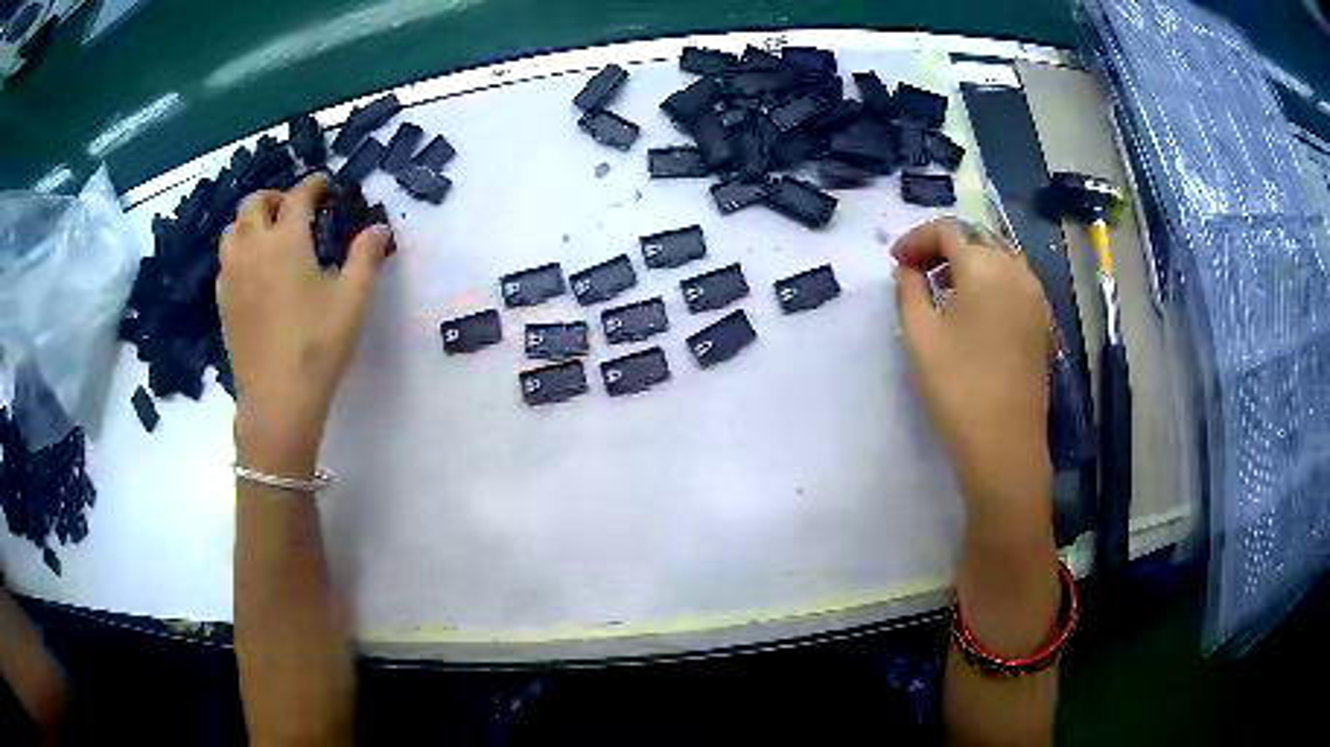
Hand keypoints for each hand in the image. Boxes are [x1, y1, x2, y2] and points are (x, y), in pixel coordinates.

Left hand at [217, 173, 391, 471]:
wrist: (277, 399)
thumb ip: (366, 256)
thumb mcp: (353, 299)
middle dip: (275, 197)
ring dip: (252, 221)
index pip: (298, 196)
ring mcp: (232, 275)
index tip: (326, 186)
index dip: (314, 185)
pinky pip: (226, 260)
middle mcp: (254, 248)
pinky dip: (240, 250)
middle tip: (294, 209)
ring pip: (233, 230)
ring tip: (270, 235)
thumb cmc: (318, 346)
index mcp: (287, 240)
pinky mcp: (223, 301)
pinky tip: (254, 270)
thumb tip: (379, 227)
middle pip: (254, 204)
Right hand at [892, 219, 1051, 510]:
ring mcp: (1034, 296)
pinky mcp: (1040, 321)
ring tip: (941, 288)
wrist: (1005, 444)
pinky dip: (988, 280)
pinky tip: (971, 308)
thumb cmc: (958, 386)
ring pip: (998, 258)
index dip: (917, 238)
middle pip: (977, 237)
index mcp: (985, 266)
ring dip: (967, 262)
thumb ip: (909, 289)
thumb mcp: (920, 334)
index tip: (895, 262)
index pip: (949, 230)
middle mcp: (1016, 271)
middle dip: (942, 247)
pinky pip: (1013, 281)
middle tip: (915, 271)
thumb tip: (908, 270)